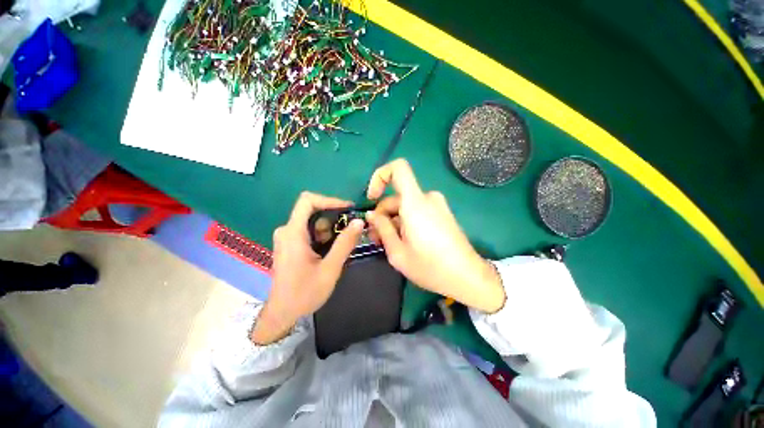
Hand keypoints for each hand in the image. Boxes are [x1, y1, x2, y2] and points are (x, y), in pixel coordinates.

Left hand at [250, 192, 363, 344]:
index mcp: (293, 233)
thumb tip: (359, 222)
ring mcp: (287, 237)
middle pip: (312, 211)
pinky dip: (323, 236)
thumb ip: (344, 244)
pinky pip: (309, 231)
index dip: (329, 200)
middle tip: (348, 233)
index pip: (308, 201)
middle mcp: (287, 230)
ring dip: (329, 231)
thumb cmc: (304, 293)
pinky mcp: (290, 244)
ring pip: (313, 222)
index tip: (348, 208)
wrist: (282, 313)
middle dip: (333, 219)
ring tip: (338, 248)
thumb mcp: (330, 268)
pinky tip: (329, 252)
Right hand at [365, 159, 504, 312]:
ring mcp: (437, 205)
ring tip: (388, 243)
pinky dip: (406, 221)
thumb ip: (382, 229)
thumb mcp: (398, 252)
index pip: (398, 168)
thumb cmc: (430, 267)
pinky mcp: (442, 213)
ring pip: (406, 205)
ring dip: (394, 220)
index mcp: (416, 203)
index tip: (372, 198)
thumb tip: (372, 215)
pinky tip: (404, 241)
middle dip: (383, 214)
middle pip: (397, 196)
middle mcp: (428, 198)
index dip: (380, 177)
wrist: (468, 277)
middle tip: (376, 238)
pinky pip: (417, 210)